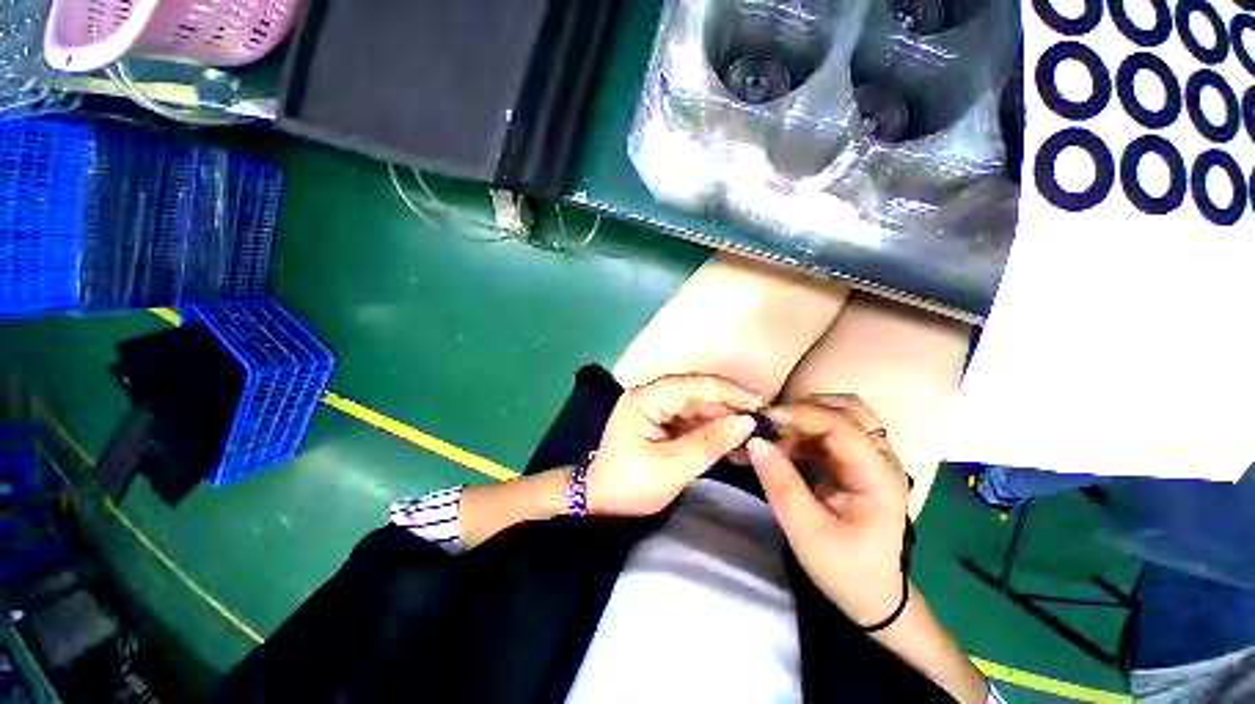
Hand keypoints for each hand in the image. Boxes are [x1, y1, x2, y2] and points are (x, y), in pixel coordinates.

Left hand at [587, 374, 762, 516]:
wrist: (601, 500)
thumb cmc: (630, 485)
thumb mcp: (671, 468)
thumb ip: (709, 443)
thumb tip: (747, 422)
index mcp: (645, 399)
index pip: (693, 385)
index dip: (728, 392)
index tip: (761, 404)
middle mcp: (651, 395)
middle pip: (698, 392)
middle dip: (730, 406)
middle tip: (764, 423)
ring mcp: (657, 406)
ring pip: (699, 405)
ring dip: (725, 419)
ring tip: (753, 436)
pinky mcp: (663, 420)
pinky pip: (693, 419)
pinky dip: (714, 430)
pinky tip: (733, 443)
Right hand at [746, 395, 909, 625]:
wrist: (873, 596)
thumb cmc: (845, 569)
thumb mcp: (806, 532)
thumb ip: (781, 484)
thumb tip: (755, 442)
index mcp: (878, 477)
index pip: (843, 426)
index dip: (802, 414)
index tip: (764, 418)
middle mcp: (880, 459)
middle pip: (847, 410)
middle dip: (804, 409)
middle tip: (770, 424)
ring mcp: (870, 459)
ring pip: (838, 416)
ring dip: (802, 419)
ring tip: (771, 435)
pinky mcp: (855, 464)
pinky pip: (828, 433)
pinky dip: (802, 432)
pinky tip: (780, 447)